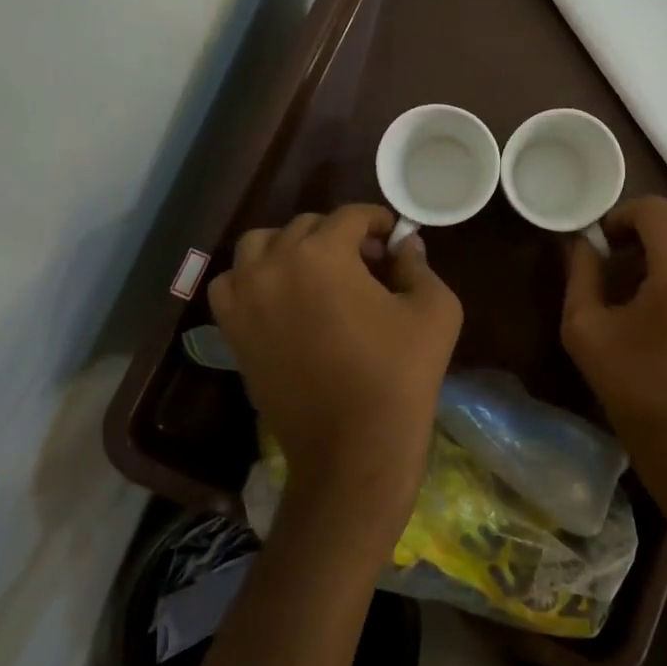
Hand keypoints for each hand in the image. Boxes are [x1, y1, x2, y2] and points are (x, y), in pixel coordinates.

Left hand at [208, 205, 460, 545]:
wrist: (353, 449)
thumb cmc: (401, 375)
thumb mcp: (435, 310)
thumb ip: (418, 264)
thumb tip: (404, 244)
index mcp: (323, 254)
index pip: (350, 216)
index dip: (378, 221)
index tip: (394, 239)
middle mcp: (274, 265)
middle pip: (306, 226)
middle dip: (340, 236)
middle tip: (367, 264)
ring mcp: (246, 299)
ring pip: (260, 245)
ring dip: (290, 248)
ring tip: (317, 273)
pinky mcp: (233, 331)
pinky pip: (231, 284)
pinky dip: (253, 278)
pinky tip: (281, 297)